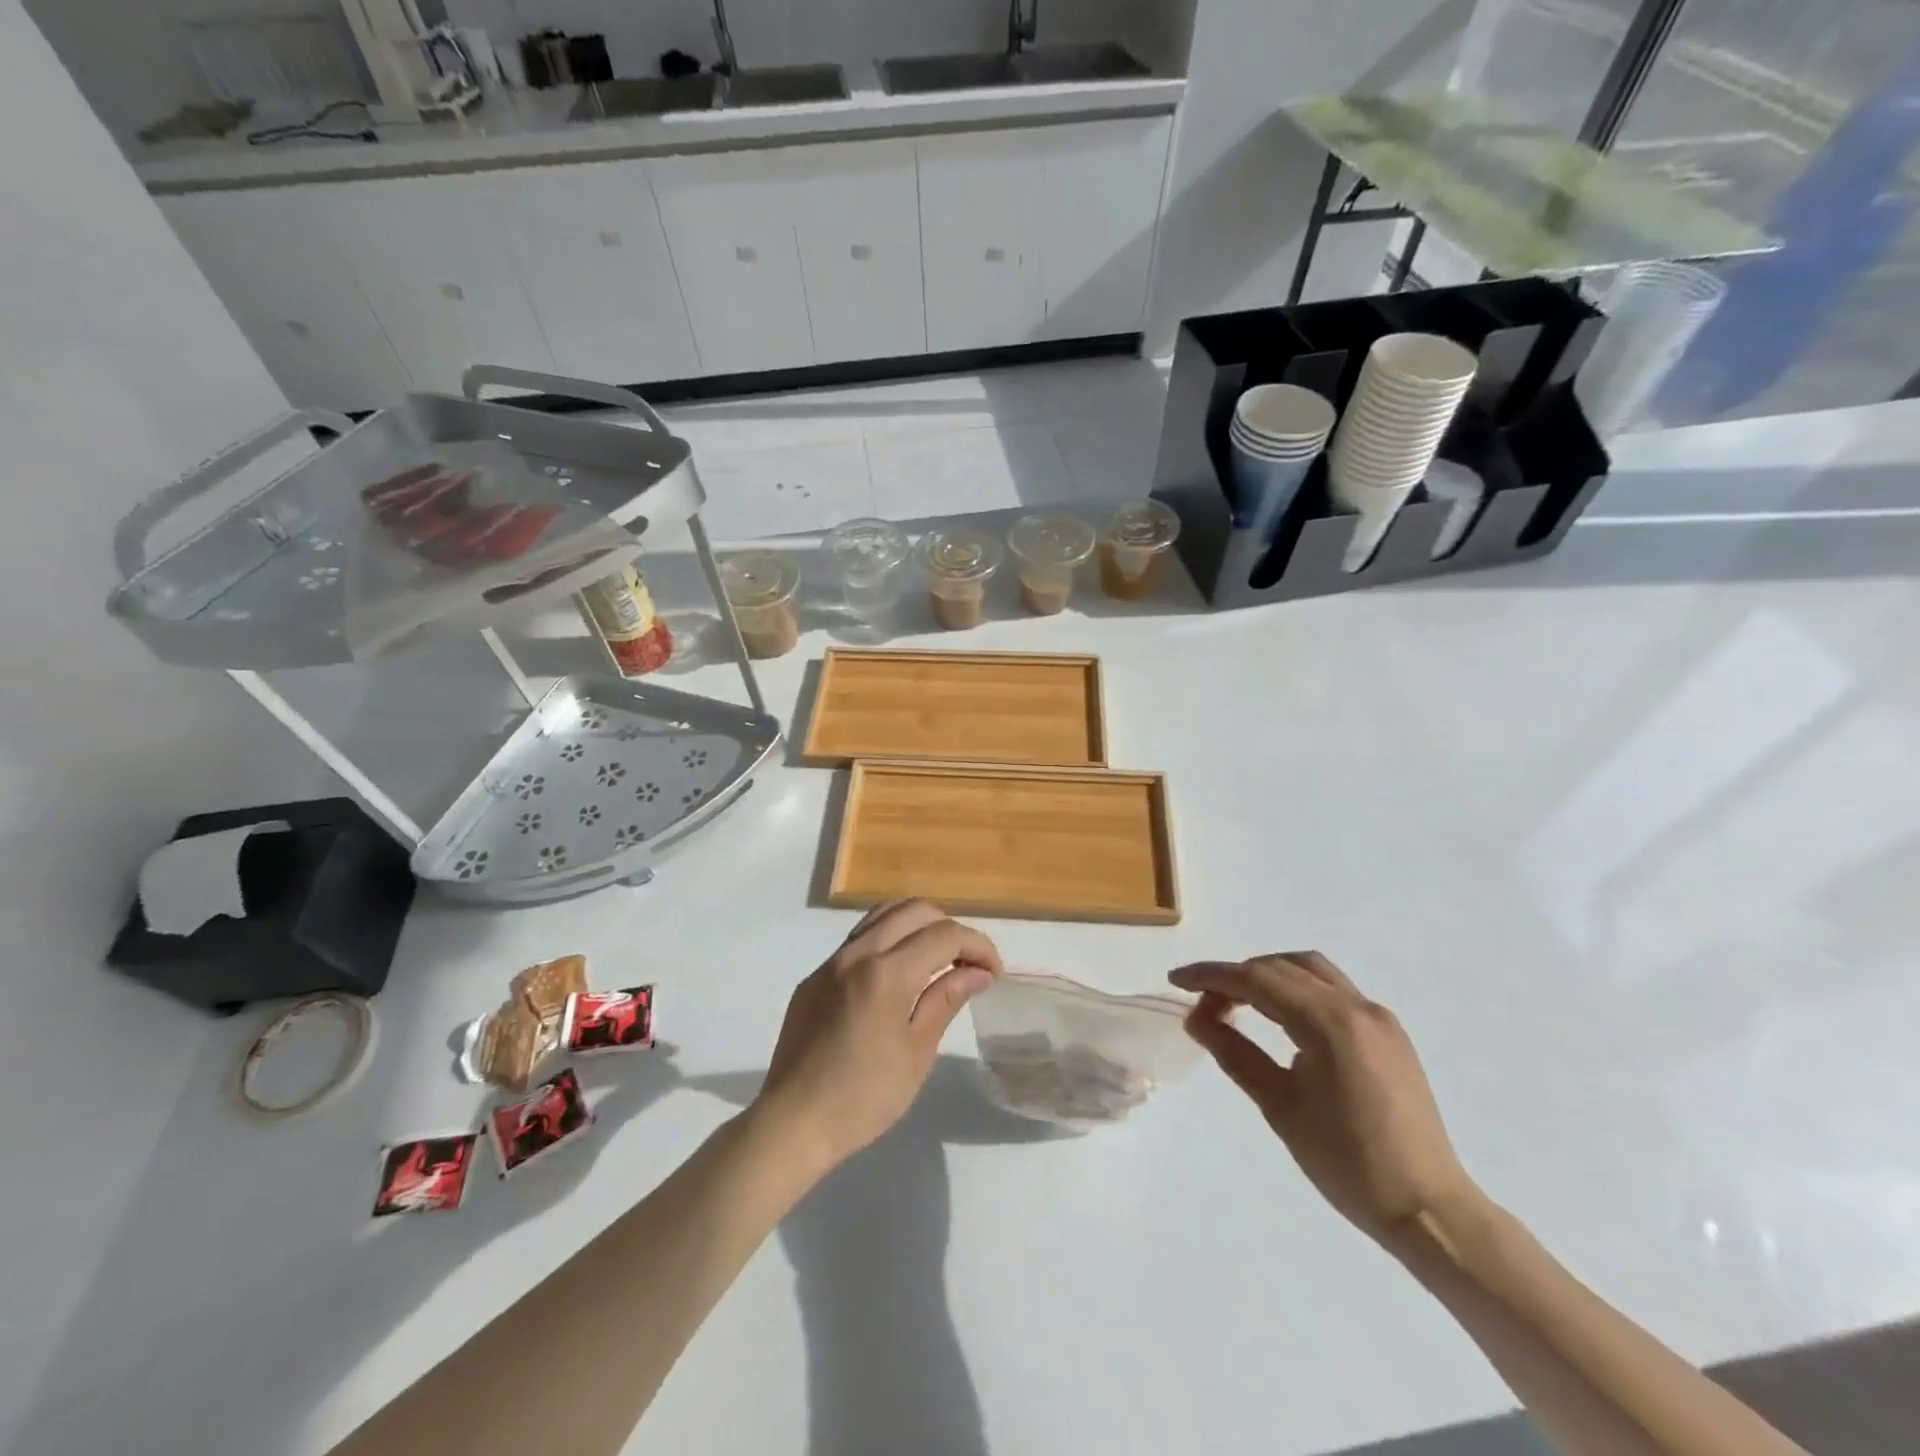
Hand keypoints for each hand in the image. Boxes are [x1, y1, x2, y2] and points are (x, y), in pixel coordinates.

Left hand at [752, 901, 1001, 1176]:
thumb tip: (977, 971)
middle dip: (950, 928)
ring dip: (917, 925)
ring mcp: (831, 962)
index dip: (978, 946)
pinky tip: (898, 976)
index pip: (944, 935)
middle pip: (914, 910)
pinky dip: (888, 941)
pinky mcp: (815, 977)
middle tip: (968, 963)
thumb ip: (945, 1000)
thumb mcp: (916, 1053)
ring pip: (882, 915)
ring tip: (936, 959)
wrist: (792, 1123)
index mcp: (886, 973)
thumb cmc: (863, 1098)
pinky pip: (858, 940)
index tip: (994, 972)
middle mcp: (856, 954)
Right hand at [1171, 953, 1484, 1250]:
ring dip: (1268, 976)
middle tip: (1204, 1006)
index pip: (1257, 980)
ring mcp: (1378, 1017)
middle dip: (1236, 977)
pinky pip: (1333, 990)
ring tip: (1237, 1004)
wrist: (1428, 1210)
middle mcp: (1357, 1007)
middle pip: (1281, 968)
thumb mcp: (1280, 1107)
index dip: (1211, 976)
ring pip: (1310, 970)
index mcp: (1330, 1024)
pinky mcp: (1388, 1033)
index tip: (1175, 981)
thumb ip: (1235, 1053)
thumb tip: (1196, 1019)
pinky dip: (1297, 990)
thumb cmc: (1347, 1164)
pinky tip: (1280, 1018)